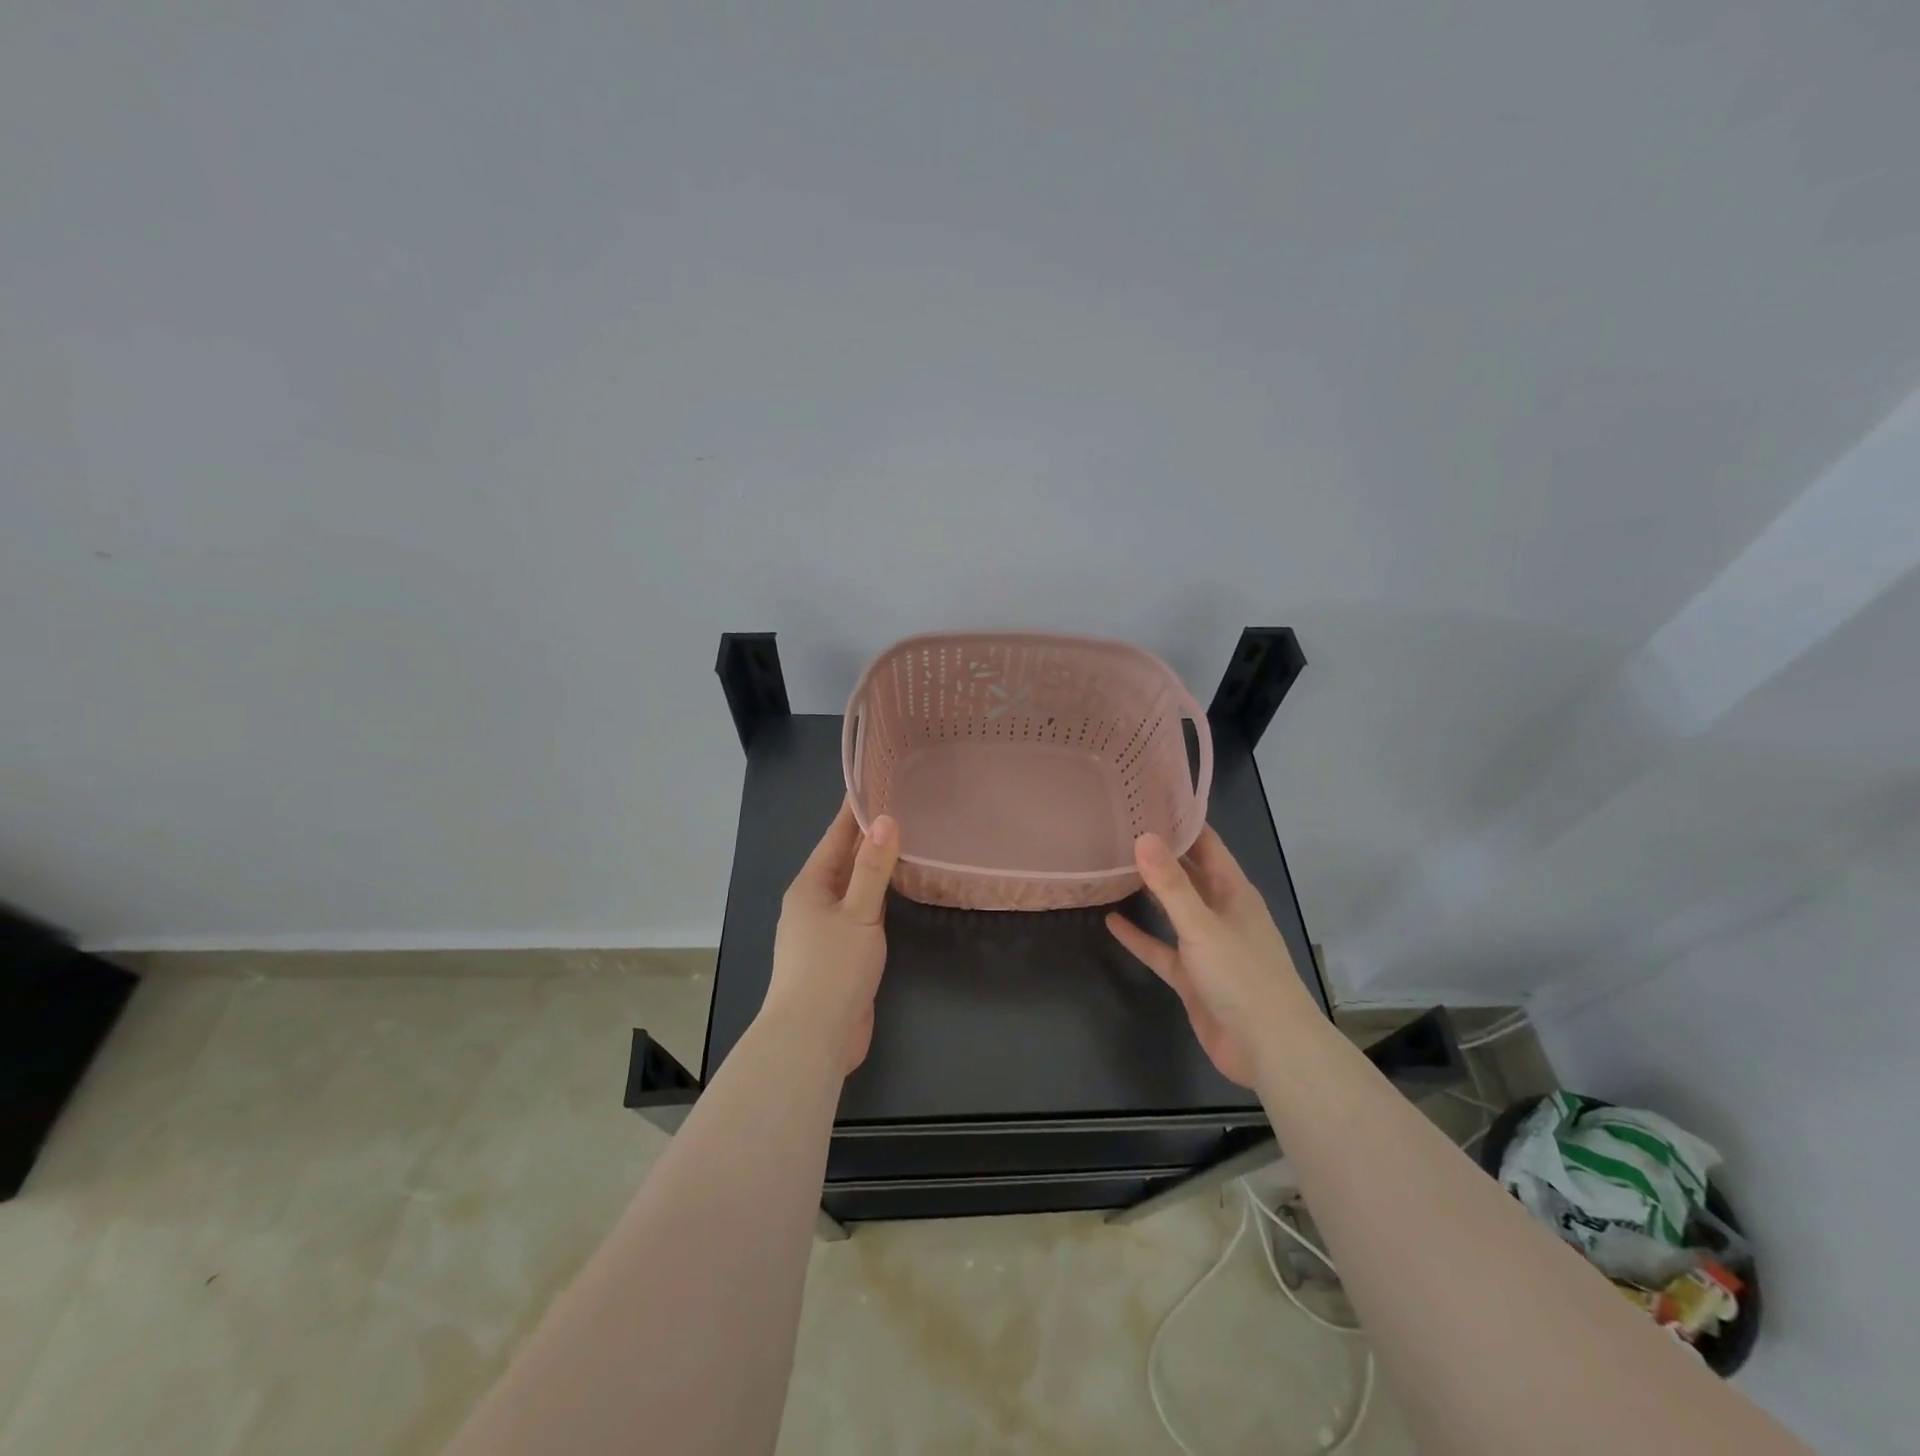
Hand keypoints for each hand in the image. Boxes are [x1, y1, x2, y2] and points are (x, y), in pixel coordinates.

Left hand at [764, 801, 899, 1072]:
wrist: (812, 1037)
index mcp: (810, 887)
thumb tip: (886, 819)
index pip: (835, 837)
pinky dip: (875, 898)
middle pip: (842, 860)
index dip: (854, 811)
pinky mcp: (837, 955)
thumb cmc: (832, 968)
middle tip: (899, 807)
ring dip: (872, 867)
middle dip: (866, 836)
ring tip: (903, 843)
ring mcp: (823, 931)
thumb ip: (873, 869)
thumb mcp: (858, 913)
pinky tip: (894, 894)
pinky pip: (858, 914)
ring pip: (850, 888)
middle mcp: (812, 903)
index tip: (873, 782)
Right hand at [1106, 826, 1313, 1087]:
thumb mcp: (1202, 925)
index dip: (1181, 822)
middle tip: (1120, 828)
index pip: (1207, 845)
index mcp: (1234, 892)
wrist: (1268, 1049)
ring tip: (1113, 867)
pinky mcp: (1191, 976)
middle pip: (1188, 874)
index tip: (1147, 800)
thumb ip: (1171, 885)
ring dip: (1148, 892)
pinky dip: (1140, 936)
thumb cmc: (1242, 977)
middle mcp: (1220, 912)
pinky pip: (1161, 949)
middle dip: (1160, 853)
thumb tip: (1143, 836)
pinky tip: (1111, 922)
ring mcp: (1206, 946)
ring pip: (1173, 910)